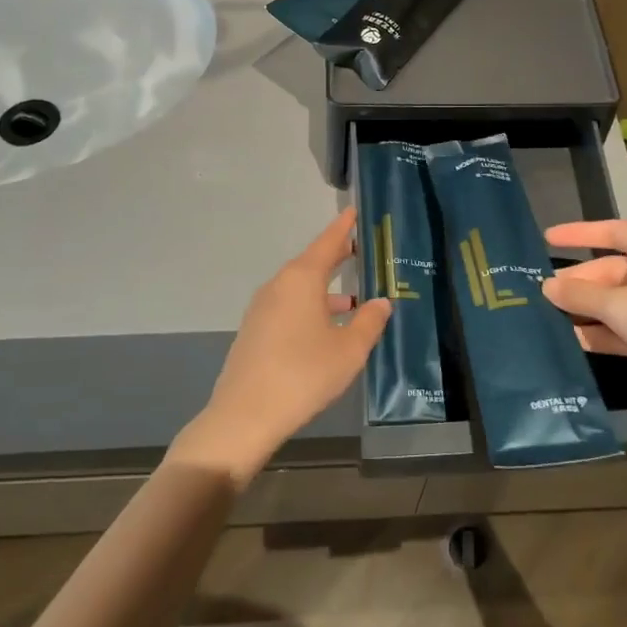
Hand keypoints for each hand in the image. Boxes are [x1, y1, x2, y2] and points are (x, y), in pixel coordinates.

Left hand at [171, 208, 390, 487]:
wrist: (245, 415)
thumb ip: (369, 322)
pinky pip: (289, 308)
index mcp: (301, 279)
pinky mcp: (255, 331)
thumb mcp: (349, 350)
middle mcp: (279, 286)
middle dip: (336, 258)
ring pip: (300, 289)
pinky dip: (310, 308)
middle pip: (312, 263)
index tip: (354, 210)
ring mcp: (262, 309)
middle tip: (360, 250)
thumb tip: (380, 303)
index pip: (327, 242)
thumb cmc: (304, 374)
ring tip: (353, 301)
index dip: (343, 227)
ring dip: (325, 291)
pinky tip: (326, 330)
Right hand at [541, 220, 626, 411]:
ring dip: (588, 311)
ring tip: (548, 318)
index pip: (611, 232)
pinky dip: (605, 333)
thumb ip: (581, 295)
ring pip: (618, 302)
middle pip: (611, 271)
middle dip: (579, 284)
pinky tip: (575, 342)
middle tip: (540, 295)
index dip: (578, 235)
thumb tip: (547, 287)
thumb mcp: (621, 305)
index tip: (546, 239)